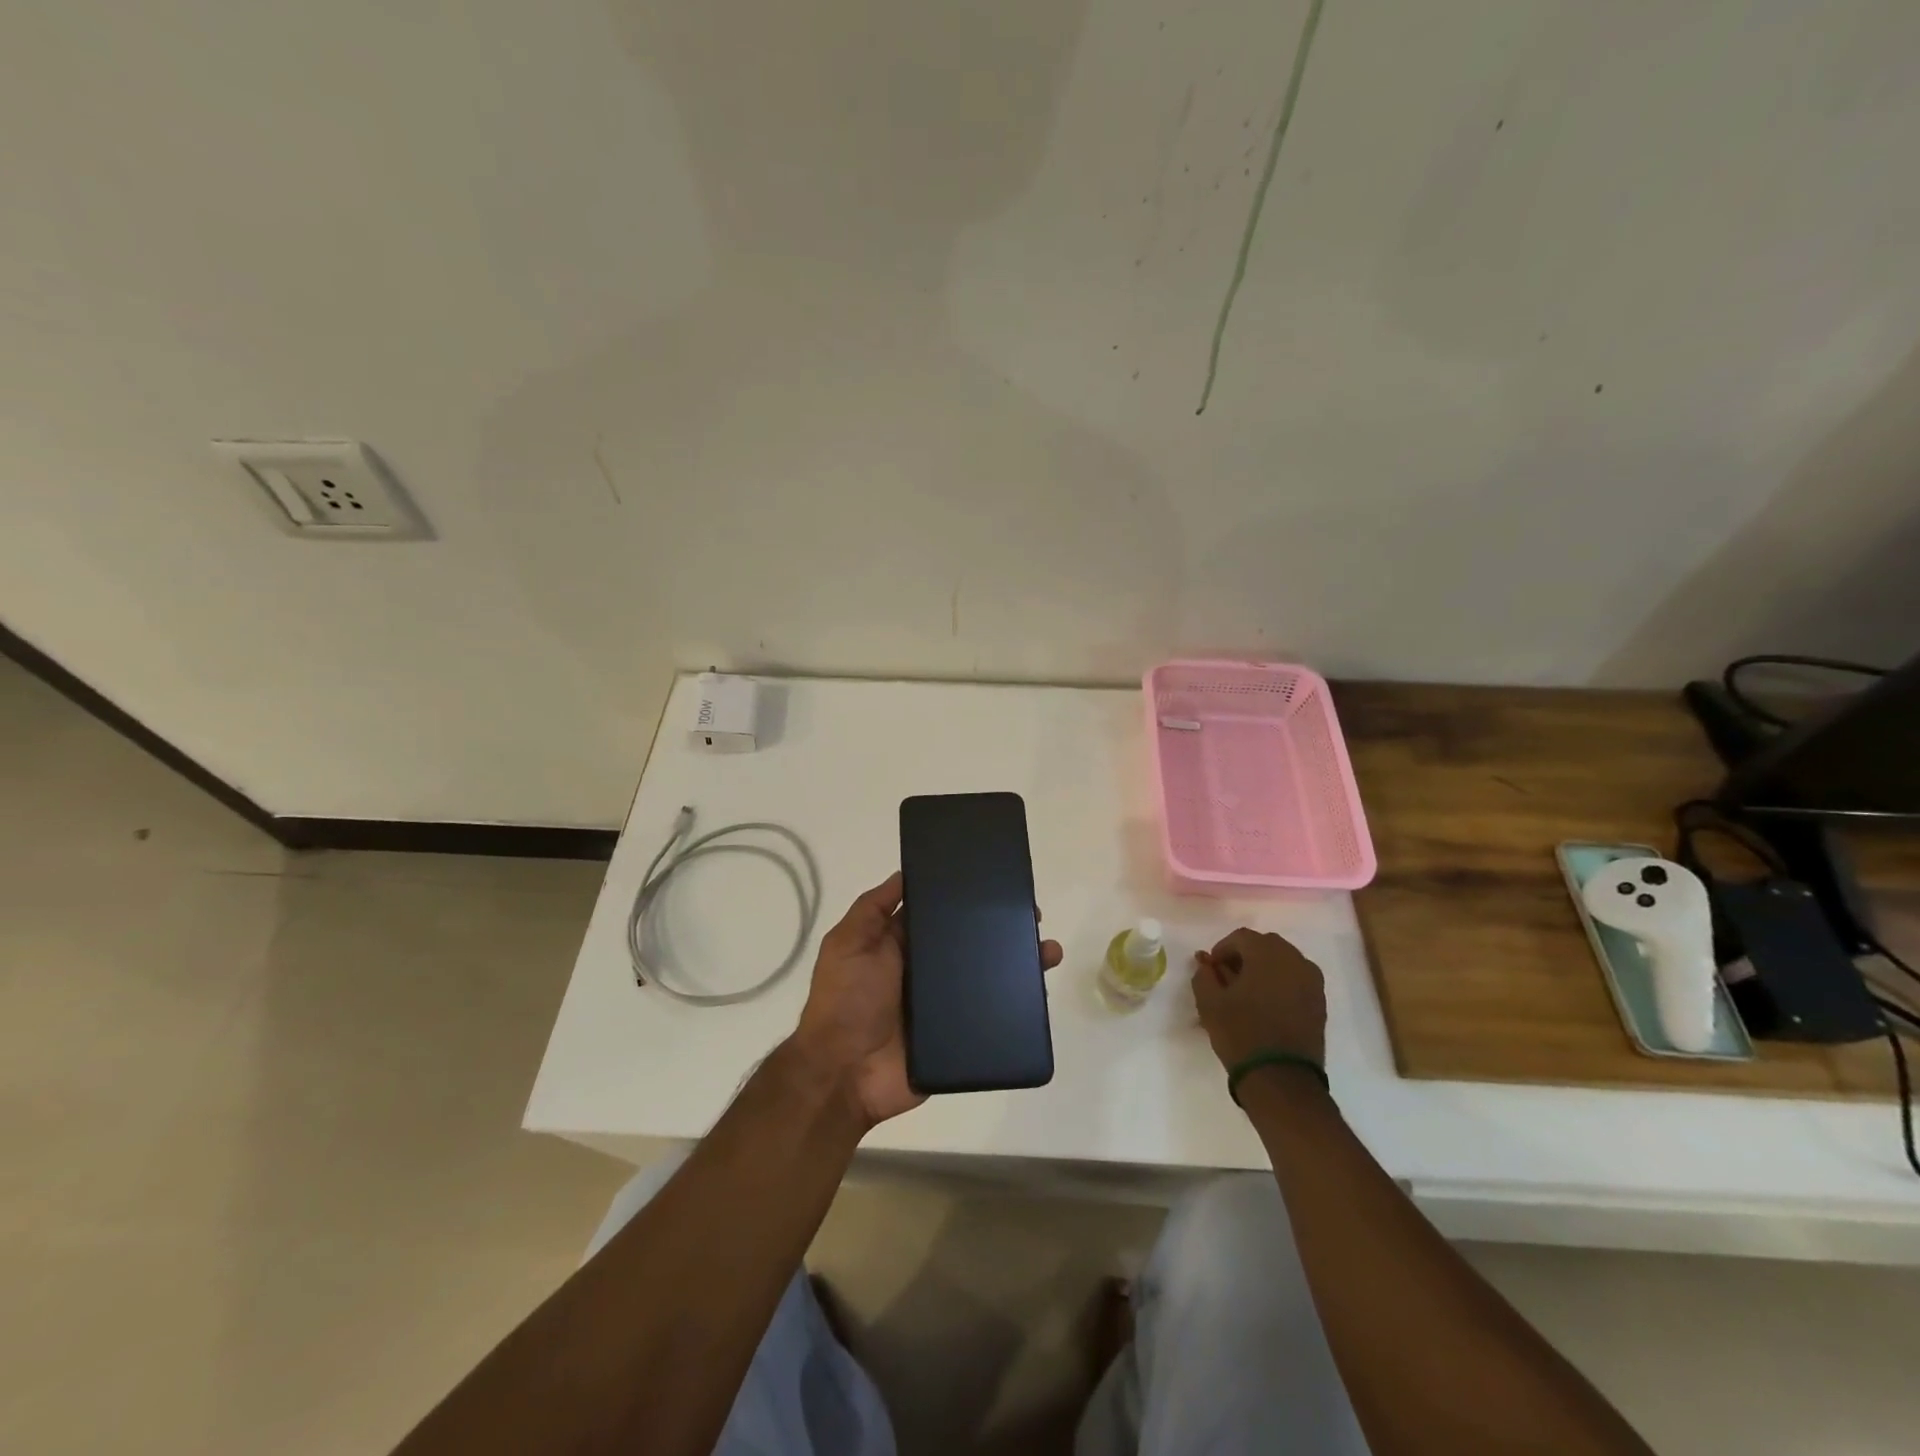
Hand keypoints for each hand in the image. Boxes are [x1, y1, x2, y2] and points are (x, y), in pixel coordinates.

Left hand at [792, 873, 1063, 1128]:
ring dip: (1019, 963)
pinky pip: (993, 1015)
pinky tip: (1040, 991)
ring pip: (989, 977)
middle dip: (1001, 929)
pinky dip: (1018, 1004)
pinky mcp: (960, 1036)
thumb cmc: (845, 1002)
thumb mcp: (848, 944)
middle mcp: (926, 971)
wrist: (845, 1075)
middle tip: (1032, 916)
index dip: (965, 900)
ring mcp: (945, 1005)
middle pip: (970, 943)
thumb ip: (872, 909)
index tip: (995, 883)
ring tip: (1048, 951)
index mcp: (901, 945)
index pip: (939, 914)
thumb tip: (905, 872)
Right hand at [1191, 927, 1326, 1071]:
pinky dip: (1280, 983)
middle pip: (1265, 945)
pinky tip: (1267, 1004)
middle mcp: (1294, 960)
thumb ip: (1204, 975)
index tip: (1211, 969)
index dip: (1222, 950)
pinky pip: (1296, 979)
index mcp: (1267, 954)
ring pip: (1283, 961)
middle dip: (1245, 956)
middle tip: (1228, 978)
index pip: (1241, 937)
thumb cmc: (1241, 1033)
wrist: (1282, 1078)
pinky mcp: (1320, 1002)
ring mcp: (1312, 981)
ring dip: (1264, 968)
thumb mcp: (1209, 1002)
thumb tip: (1206, 964)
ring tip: (1248, 992)